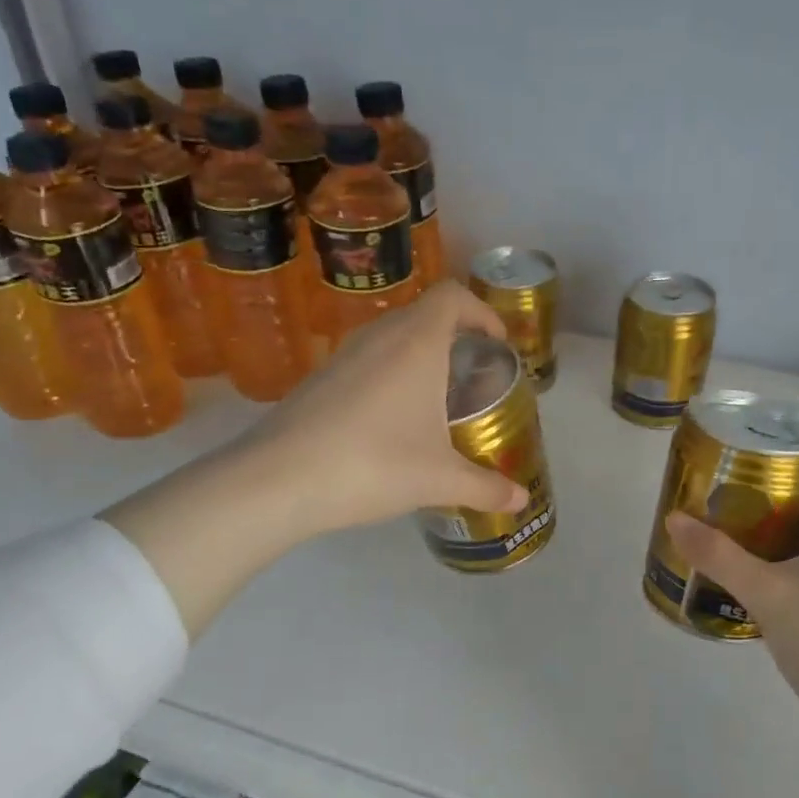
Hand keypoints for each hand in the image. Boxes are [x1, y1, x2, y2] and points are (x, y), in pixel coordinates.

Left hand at [251, 282, 529, 534]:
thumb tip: (520, 501)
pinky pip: (366, 360)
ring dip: (419, 357)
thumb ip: (485, 488)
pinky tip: (390, 422)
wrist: (278, 480)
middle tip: (472, 378)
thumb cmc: (373, 465)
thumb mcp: (439, 480)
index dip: (481, 311)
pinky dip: (389, 374)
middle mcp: (380, 337)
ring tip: (435, 402)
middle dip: (456, 338)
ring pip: (392, 337)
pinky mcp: (319, 378)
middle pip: (425, 314)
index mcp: (417, 343)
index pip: (453, 296)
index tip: (496, 345)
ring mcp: (344, 355)